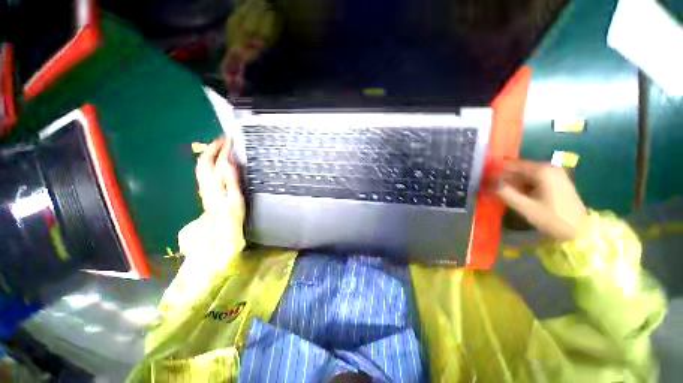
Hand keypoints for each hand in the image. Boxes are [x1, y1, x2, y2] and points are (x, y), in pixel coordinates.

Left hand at [195, 137, 244, 226]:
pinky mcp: (205, 189)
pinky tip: (213, 160)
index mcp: (215, 183)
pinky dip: (207, 160)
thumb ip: (231, 180)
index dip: (225, 149)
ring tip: (217, 146)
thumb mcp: (235, 197)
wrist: (221, 226)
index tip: (230, 139)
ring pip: (201, 164)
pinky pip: (203, 170)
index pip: (219, 161)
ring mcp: (204, 185)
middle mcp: (206, 182)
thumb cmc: (232, 213)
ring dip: (208, 152)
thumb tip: (228, 163)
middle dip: (213, 147)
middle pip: (205, 160)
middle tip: (223, 139)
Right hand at [495, 160, 587, 241]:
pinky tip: (520, 196)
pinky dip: (524, 186)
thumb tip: (491, 184)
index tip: (487, 183)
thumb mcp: (526, 208)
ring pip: (525, 175)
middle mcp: (548, 167)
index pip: (511, 165)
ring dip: (514, 184)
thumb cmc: (553, 218)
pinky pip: (533, 179)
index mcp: (542, 171)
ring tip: (507, 196)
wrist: (580, 230)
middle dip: (506, 179)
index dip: (497, 173)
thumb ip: (506, 194)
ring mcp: (554, 173)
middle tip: (496, 192)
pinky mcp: (556, 180)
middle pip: (519, 169)